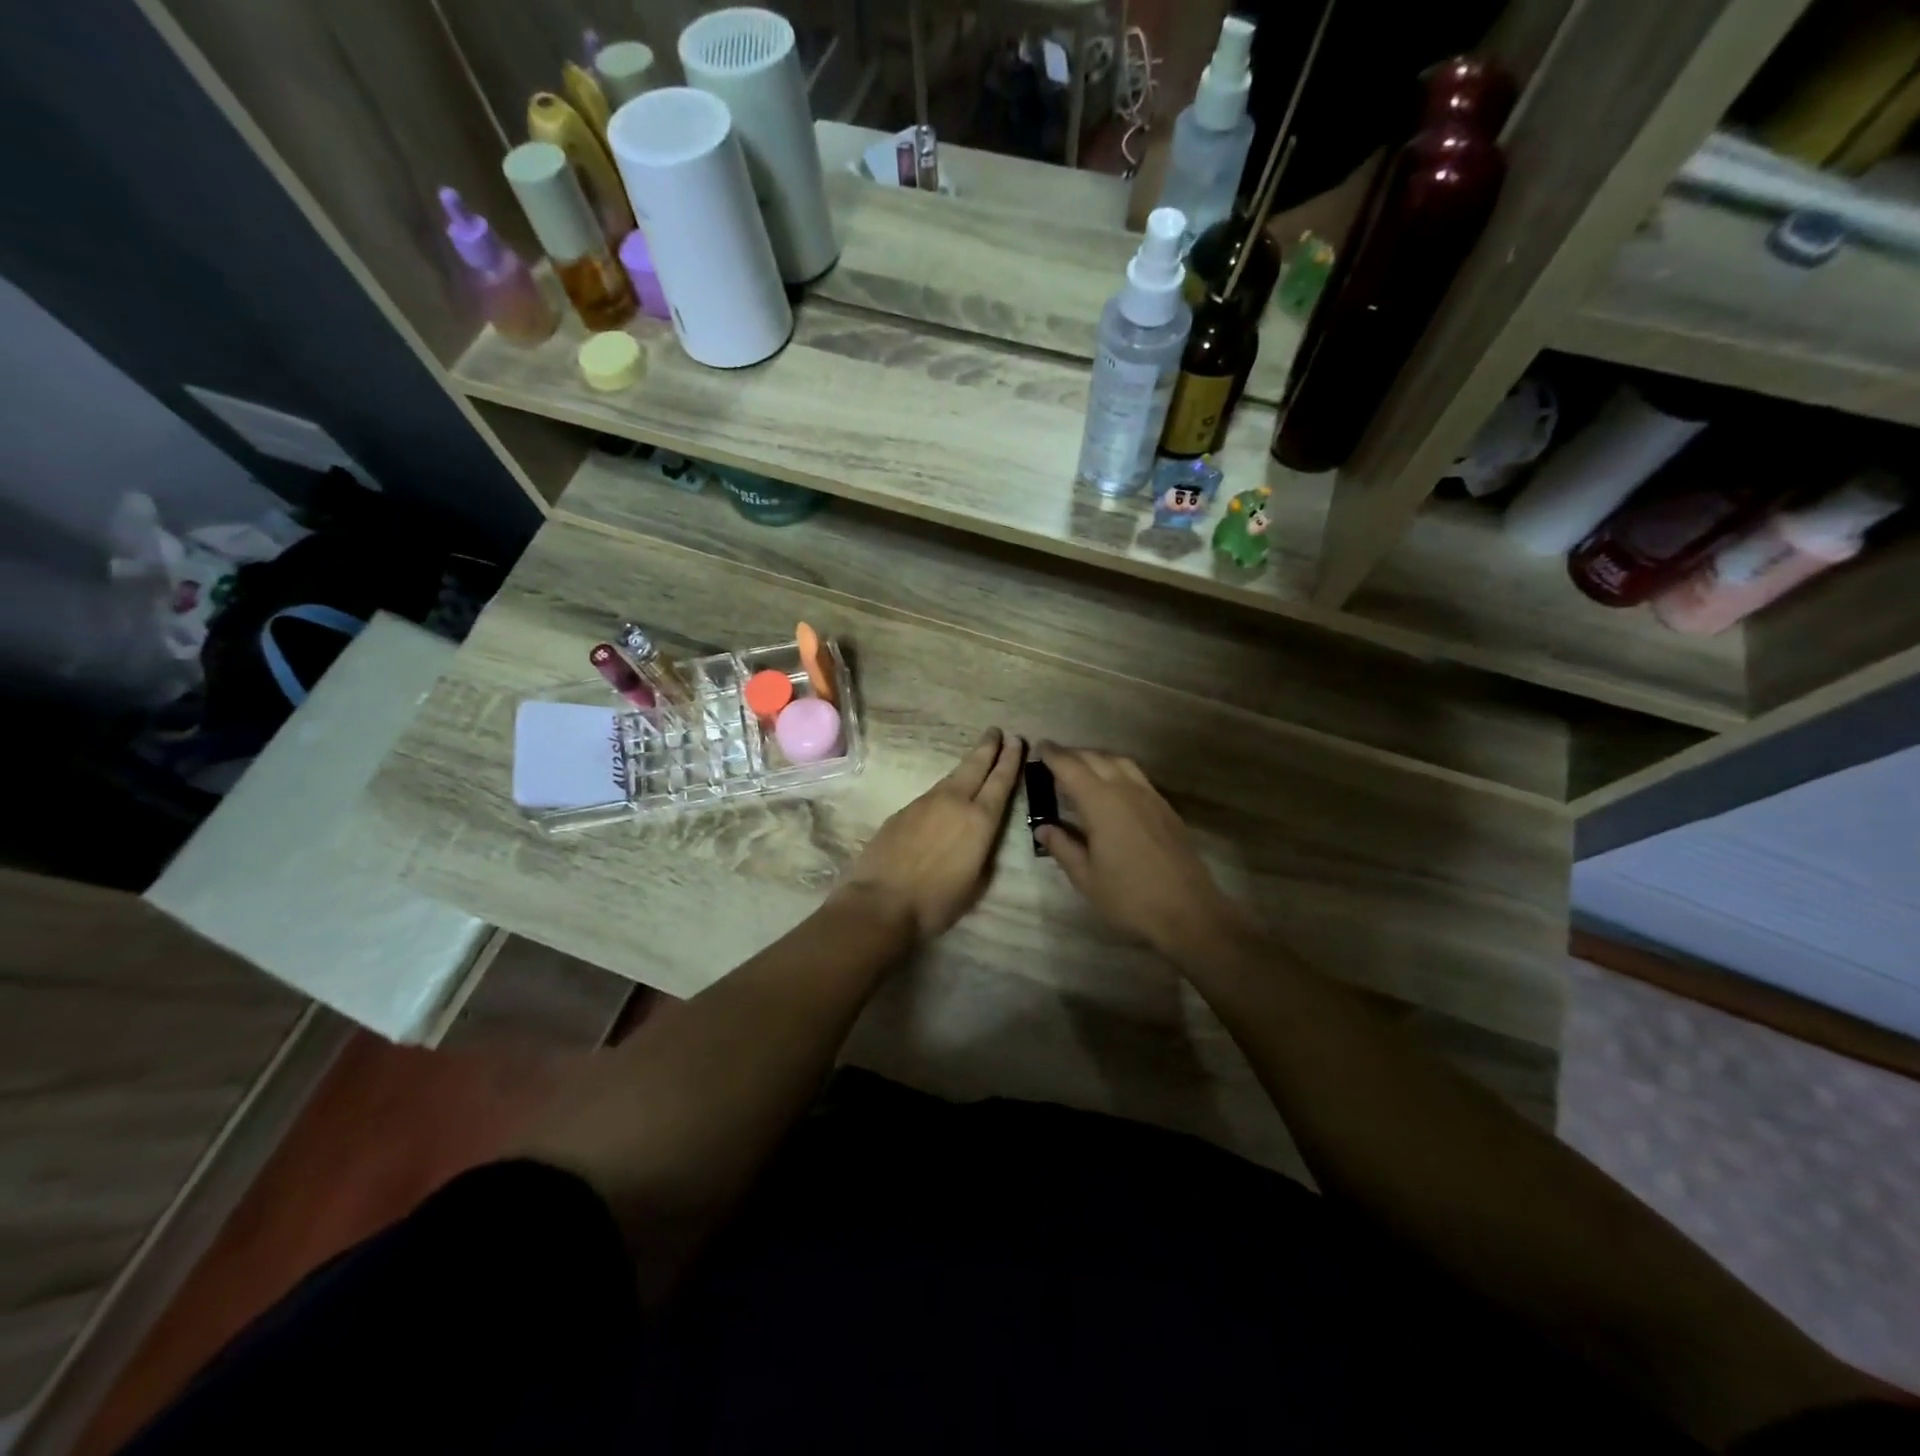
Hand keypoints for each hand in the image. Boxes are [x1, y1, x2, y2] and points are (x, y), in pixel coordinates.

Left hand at [834, 729, 1025, 942]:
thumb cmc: (937, 902)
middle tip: (997, 731)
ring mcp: (925, 803)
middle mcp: (954, 802)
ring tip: (977, 756)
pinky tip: (946, 795)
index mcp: (980, 820)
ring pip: (952, 777)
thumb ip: (983, 850)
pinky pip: (932, 793)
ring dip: (967, 765)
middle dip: (989, 747)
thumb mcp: (976, 881)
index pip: (1000, 781)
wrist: (882, 902)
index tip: (1017, 740)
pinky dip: (946, 787)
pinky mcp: (903, 810)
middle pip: (975, 766)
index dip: (1011, 760)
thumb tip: (980, 835)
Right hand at [1035, 743, 1245, 956]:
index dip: (1052, 755)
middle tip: (1053, 759)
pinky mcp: (1166, 808)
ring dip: (1097, 758)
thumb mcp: (1086, 878)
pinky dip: (1117, 770)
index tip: (1038, 747)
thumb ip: (1063, 847)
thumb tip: (1043, 827)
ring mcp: (1150, 797)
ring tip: (1081, 769)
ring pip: (1120, 762)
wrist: (1189, 912)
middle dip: (1072, 754)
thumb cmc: (1130, 898)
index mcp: (1102, 804)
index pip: (1071, 768)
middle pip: (1096, 758)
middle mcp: (1126, 790)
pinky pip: (1136, 776)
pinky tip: (1111, 788)